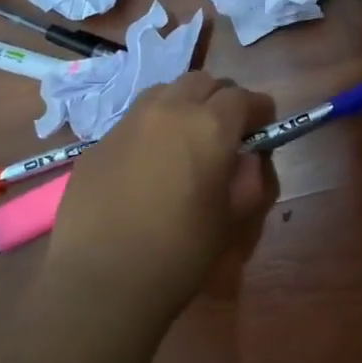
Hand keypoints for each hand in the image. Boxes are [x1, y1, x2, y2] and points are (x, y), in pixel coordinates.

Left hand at [46, 73, 277, 320]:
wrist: (101, 281)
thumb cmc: (180, 253)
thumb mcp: (232, 220)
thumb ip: (249, 179)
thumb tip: (248, 158)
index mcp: (210, 126)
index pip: (245, 97)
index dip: (260, 111)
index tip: (263, 130)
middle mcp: (169, 110)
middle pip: (203, 82)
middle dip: (221, 99)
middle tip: (226, 132)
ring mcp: (128, 122)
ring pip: (165, 92)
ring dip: (184, 104)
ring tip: (185, 139)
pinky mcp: (98, 142)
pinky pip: (134, 120)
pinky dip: (152, 128)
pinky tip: (148, 164)